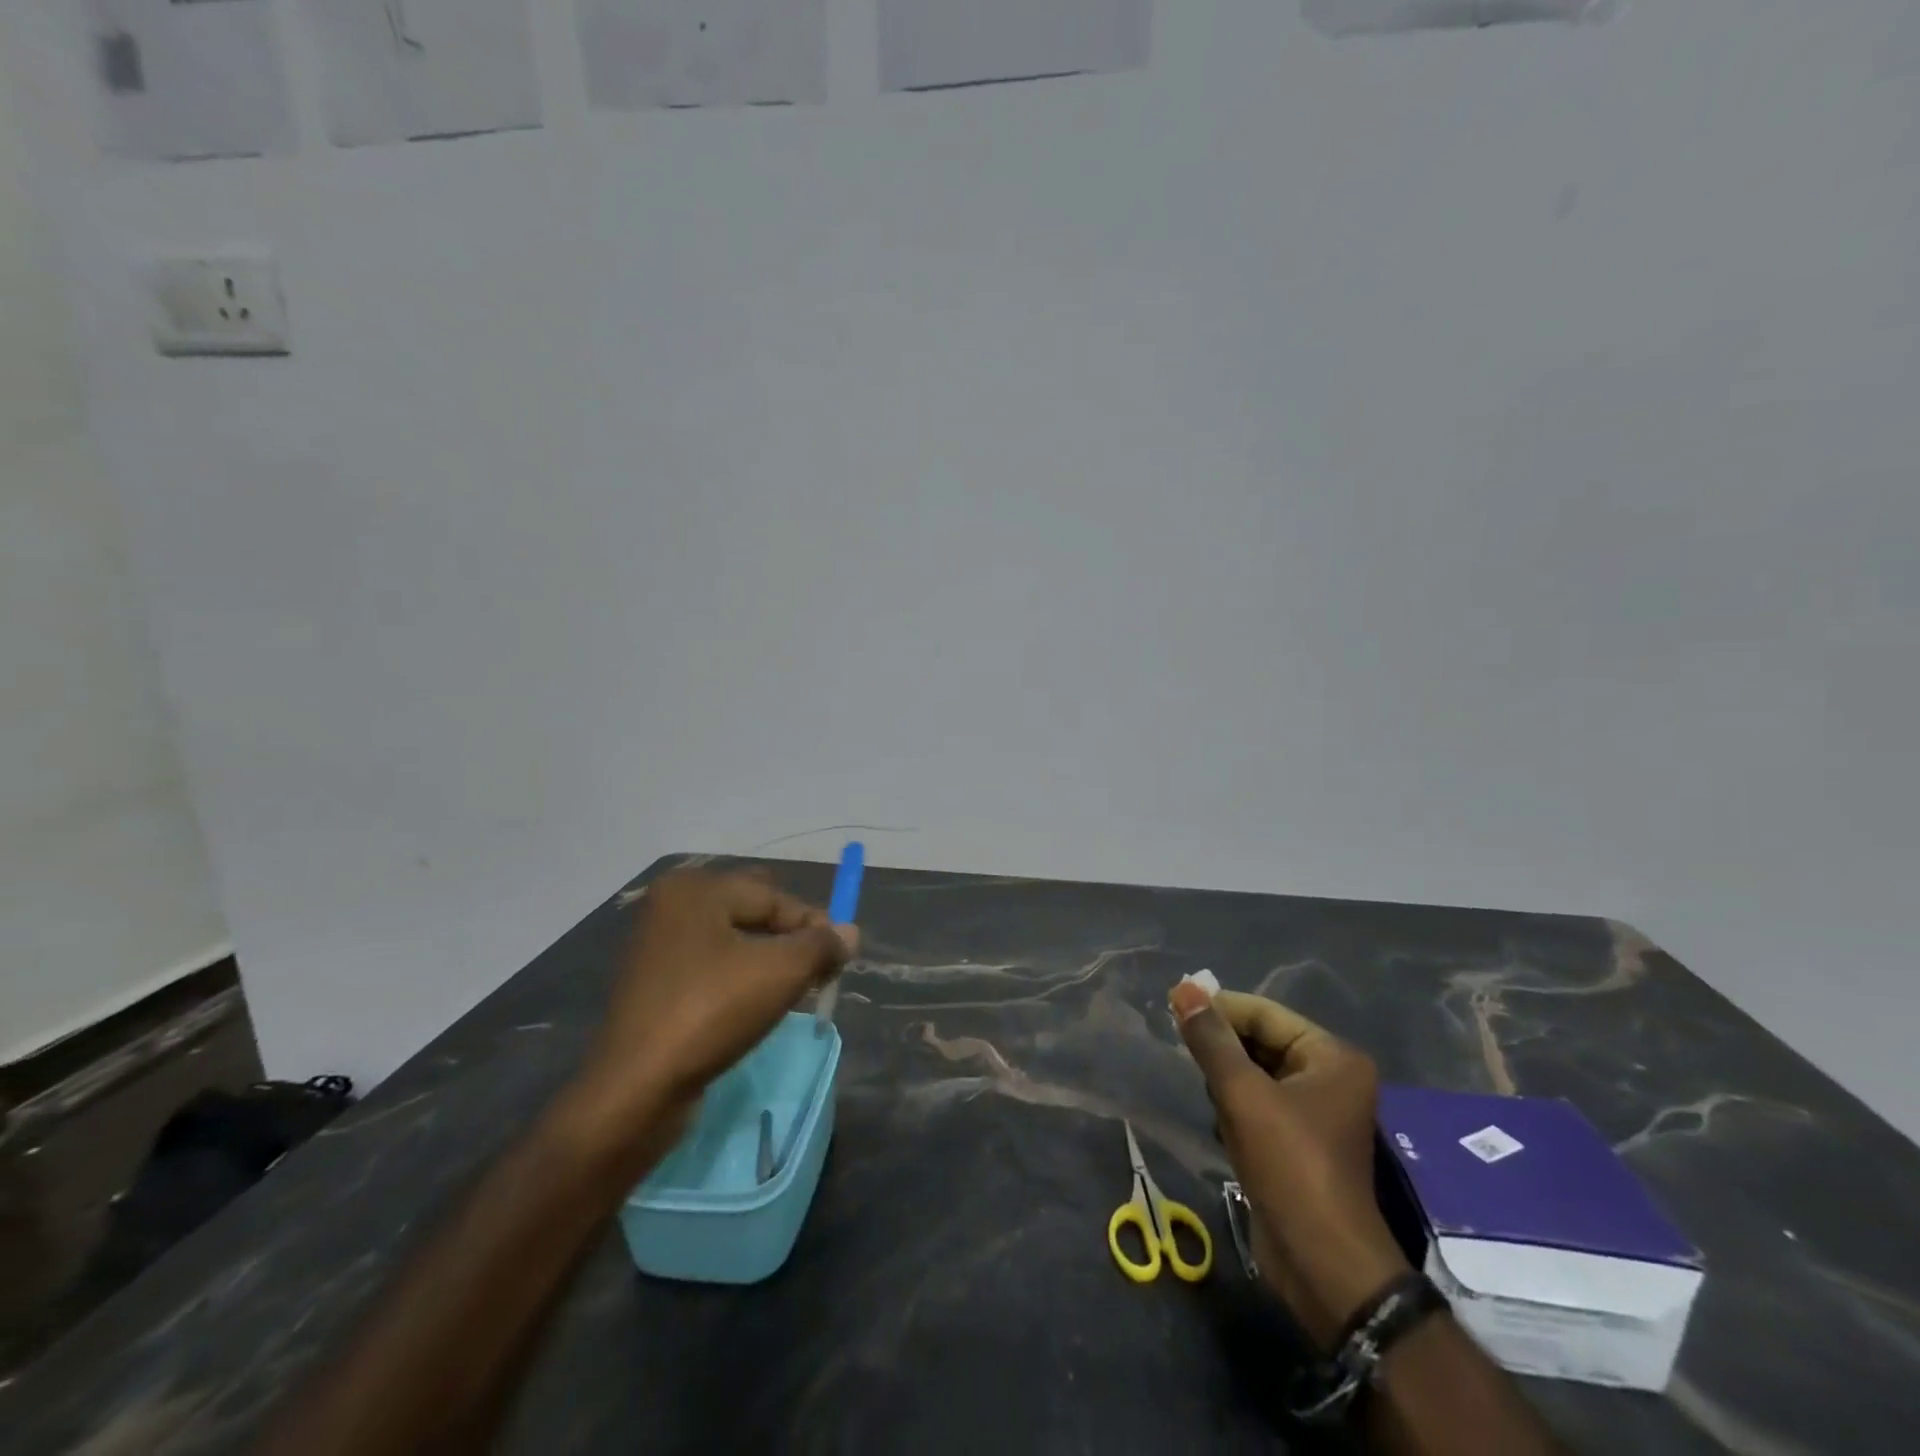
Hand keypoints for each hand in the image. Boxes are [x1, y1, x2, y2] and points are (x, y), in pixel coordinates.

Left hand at [568, 872, 855, 1151]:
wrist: (636, 1090)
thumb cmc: (711, 1013)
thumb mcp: (781, 973)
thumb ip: (821, 945)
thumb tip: (849, 933)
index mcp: (695, 890)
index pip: (773, 896)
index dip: (813, 925)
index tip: (839, 959)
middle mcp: (671, 907)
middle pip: (752, 912)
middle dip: (789, 938)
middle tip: (815, 972)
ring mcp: (657, 946)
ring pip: (733, 941)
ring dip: (767, 961)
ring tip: (792, 993)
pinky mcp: (653, 984)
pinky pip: (711, 967)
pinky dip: (739, 979)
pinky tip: (755, 1007)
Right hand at [1170, 983, 1411, 1348]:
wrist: (1322, 1265)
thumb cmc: (1290, 1166)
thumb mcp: (1243, 1095)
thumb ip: (1211, 1040)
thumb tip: (1184, 988)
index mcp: (1331, 1057)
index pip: (1264, 1013)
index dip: (1219, 1008)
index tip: (1172, 1006)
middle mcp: (1329, 1077)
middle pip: (1261, 1040)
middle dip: (1221, 1044)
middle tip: (1177, 1042)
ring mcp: (1314, 1112)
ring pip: (1255, 1072)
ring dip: (1224, 1075)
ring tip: (1199, 1083)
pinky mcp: (1297, 1142)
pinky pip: (1257, 1103)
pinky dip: (1232, 1104)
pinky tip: (1216, 1117)